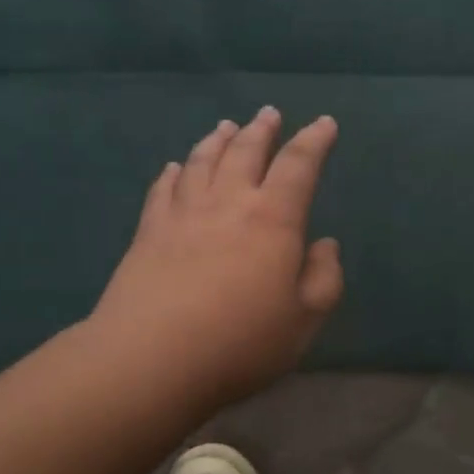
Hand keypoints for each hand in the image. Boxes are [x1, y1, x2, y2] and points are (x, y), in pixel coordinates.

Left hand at [89, 107, 343, 412]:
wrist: (152, 359)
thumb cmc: (240, 342)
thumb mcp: (304, 320)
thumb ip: (324, 278)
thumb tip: (324, 244)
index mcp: (273, 219)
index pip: (299, 166)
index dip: (314, 141)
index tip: (324, 123)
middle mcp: (228, 203)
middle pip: (245, 152)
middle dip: (262, 130)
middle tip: (269, 114)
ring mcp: (183, 214)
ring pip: (202, 162)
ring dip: (218, 140)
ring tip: (226, 127)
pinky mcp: (148, 232)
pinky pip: (164, 190)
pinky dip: (174, 173)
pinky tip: (176, 168)